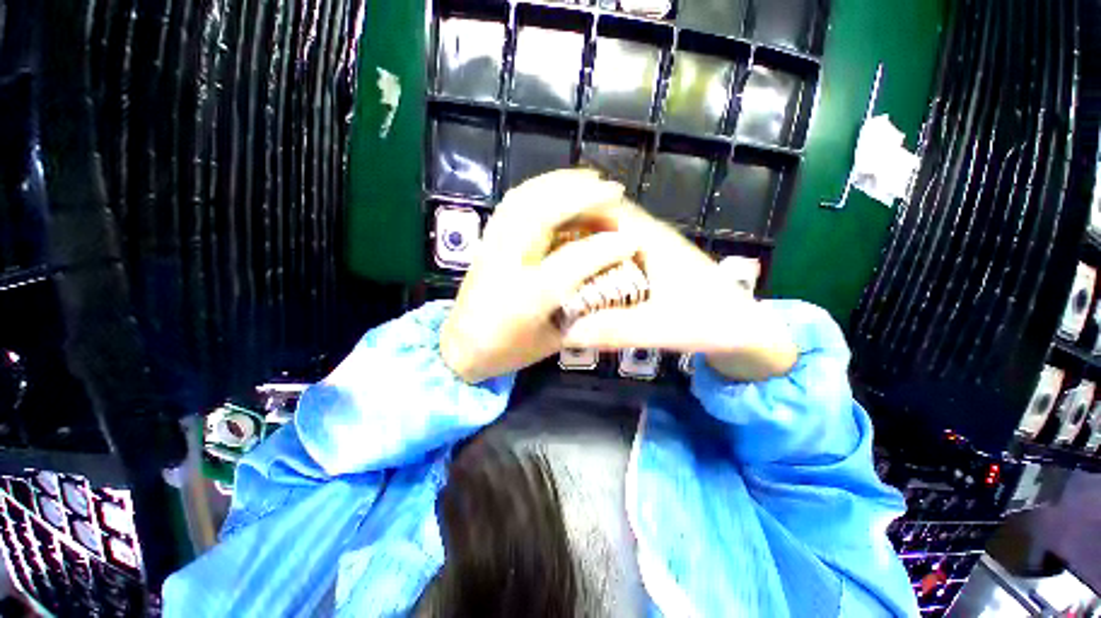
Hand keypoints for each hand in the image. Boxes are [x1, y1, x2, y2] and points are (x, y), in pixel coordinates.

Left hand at [441, 170, 640, 383]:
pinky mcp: (486, 239)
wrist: (460, 347)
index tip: (633, 240)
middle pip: (545, 214)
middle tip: (613, 190)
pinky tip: (555, 186)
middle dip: (583, 196)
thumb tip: (608, 282)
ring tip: (589, 179)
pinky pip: (512, 202)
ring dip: (560, 182)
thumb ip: (581, 311)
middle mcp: (507, 263)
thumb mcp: (552, 341)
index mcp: (528, 296)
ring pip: (525, 198)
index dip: (608, 247)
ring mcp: (492, 246)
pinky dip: (538, 187)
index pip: (575, 261)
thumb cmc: (508, 349)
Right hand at [561, 201, 796, 381]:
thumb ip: (617, 330)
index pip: (605, 207)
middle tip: (537, 246)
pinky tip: (578, 275)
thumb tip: (567, 333)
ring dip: (581, 240)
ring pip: (607, 233)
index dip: (572, 209)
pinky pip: (614, 250)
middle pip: (601, 217)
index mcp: (651, 239)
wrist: (744, 328)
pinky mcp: (650, 262)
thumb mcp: (662, 329)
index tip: (540, 225)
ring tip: (549, 257)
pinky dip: (594, 255)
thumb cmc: (710, 322)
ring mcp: (650, 248)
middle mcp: (648, 235)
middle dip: (569, 226)